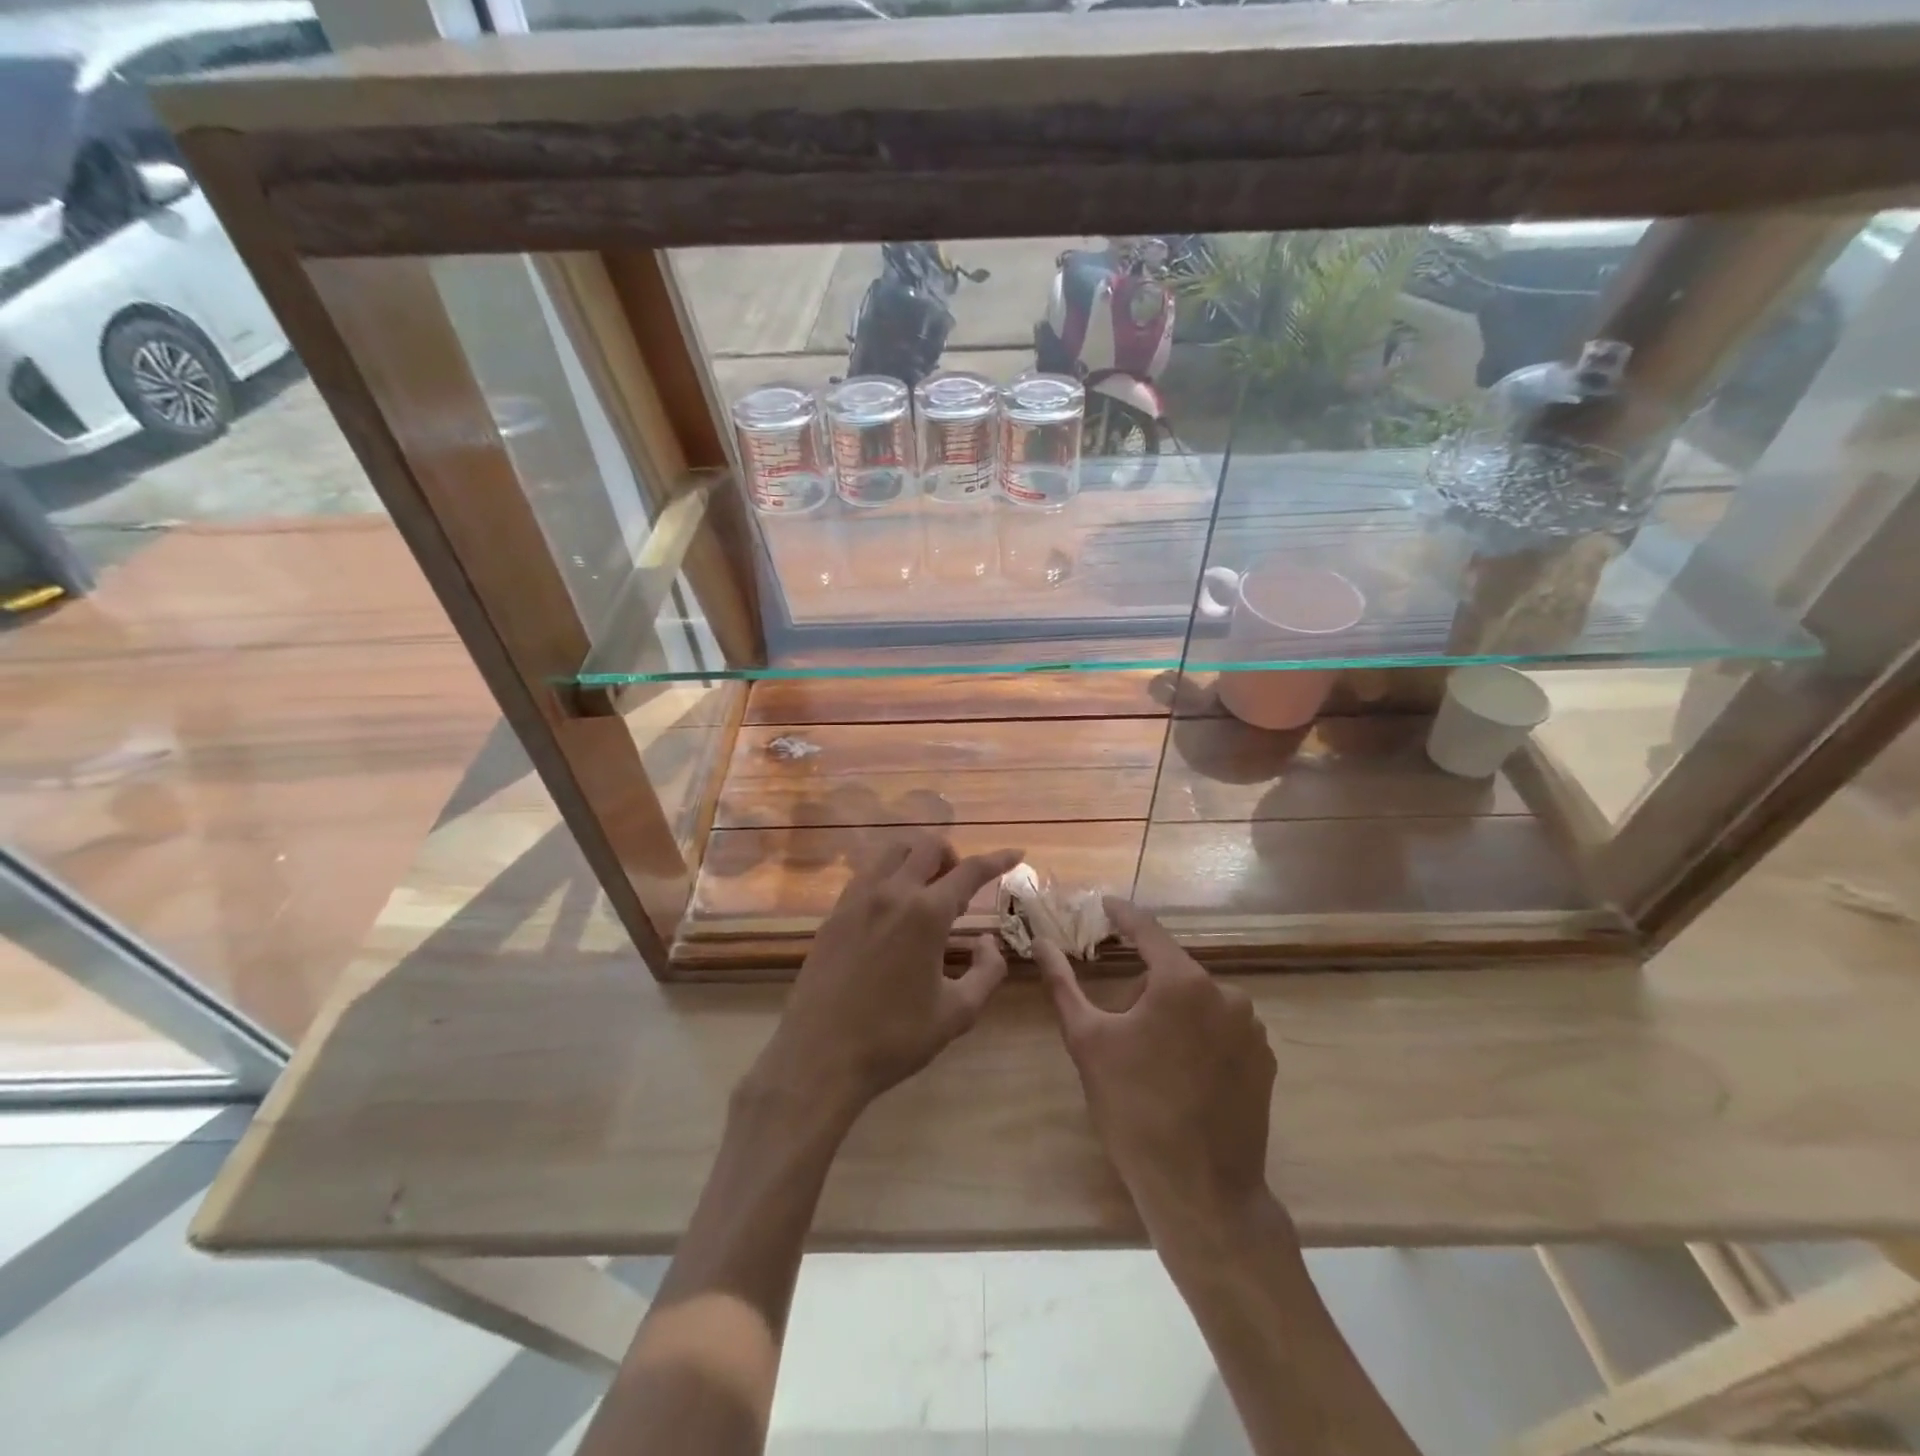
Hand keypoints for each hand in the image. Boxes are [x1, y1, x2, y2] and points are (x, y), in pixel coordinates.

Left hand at [749, 833, 1021, 1126]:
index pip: (971, 870)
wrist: (820, 1056)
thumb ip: (987, 972)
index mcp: (926, 913)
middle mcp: (891, 892)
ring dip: (917, 859)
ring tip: (926, 895)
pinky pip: (867, 875)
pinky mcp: (834, 913)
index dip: (998, 858)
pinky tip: (892, 910)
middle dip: (953, 856)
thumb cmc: (895, 1038)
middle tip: (960, 890)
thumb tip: (989, 942)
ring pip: (892, 852)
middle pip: (927, 846)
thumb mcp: (957, 1013)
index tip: (1016, 852)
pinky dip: (889, 876)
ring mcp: (857, 899)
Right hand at [1035, 898, 1276, 1239]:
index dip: (1123, 915)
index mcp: (1182, 982)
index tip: (1105, 904)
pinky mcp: (1264, 1060)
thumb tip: (1040, 943)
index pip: (1147, 930)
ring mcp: (1252, 1028)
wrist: (1201, 1191)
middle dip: (1144, 986)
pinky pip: (1223, 1029)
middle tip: (1119, 1027)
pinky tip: (1184, 1076)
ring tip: (1152, 1059)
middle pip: (1172, 971)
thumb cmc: (1134, 1109)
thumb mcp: (1087, 1041)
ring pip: (1198, 1002)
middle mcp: (1226, 993)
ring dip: (1173, 1013)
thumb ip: (1062, 984)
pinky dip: (1200, 1037)